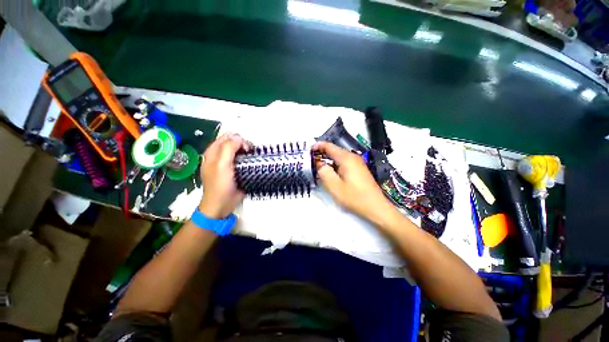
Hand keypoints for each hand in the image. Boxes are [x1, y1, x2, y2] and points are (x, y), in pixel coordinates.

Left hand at [199, 133, 250, 218]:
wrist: (222, 205)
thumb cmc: (220, 185)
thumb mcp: (221, 165)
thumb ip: (229, 148)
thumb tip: (239, 137)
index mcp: (213, 152)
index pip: (226, 137)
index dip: (237, 139)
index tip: (246, 148)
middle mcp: (220, 156)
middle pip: (233, 142)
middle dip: (243, 145)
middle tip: (250, 152)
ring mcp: (228, 163)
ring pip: (239, 151)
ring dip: (247, 152)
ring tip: (252, 157)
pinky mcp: (235, 170)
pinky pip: (242, 160)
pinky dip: (248, 159)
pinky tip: (252, 162)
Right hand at [313, 142, 395, 223]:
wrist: (376, 207)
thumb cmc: (354, 197)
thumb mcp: (334, 186)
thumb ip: (324, 172)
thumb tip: (319, 163)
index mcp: (346, 158)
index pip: (329, 146)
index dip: (317, 146)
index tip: (308, 150)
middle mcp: (352, 157)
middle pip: (334, 151)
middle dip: (322, 154)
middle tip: (311, 161)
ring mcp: (357, 163)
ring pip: (339, 157)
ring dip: (328, 160)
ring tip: (318, 167)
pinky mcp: (359, 169)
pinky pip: (344, 163)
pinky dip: (335, 165)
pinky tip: (331, 173)